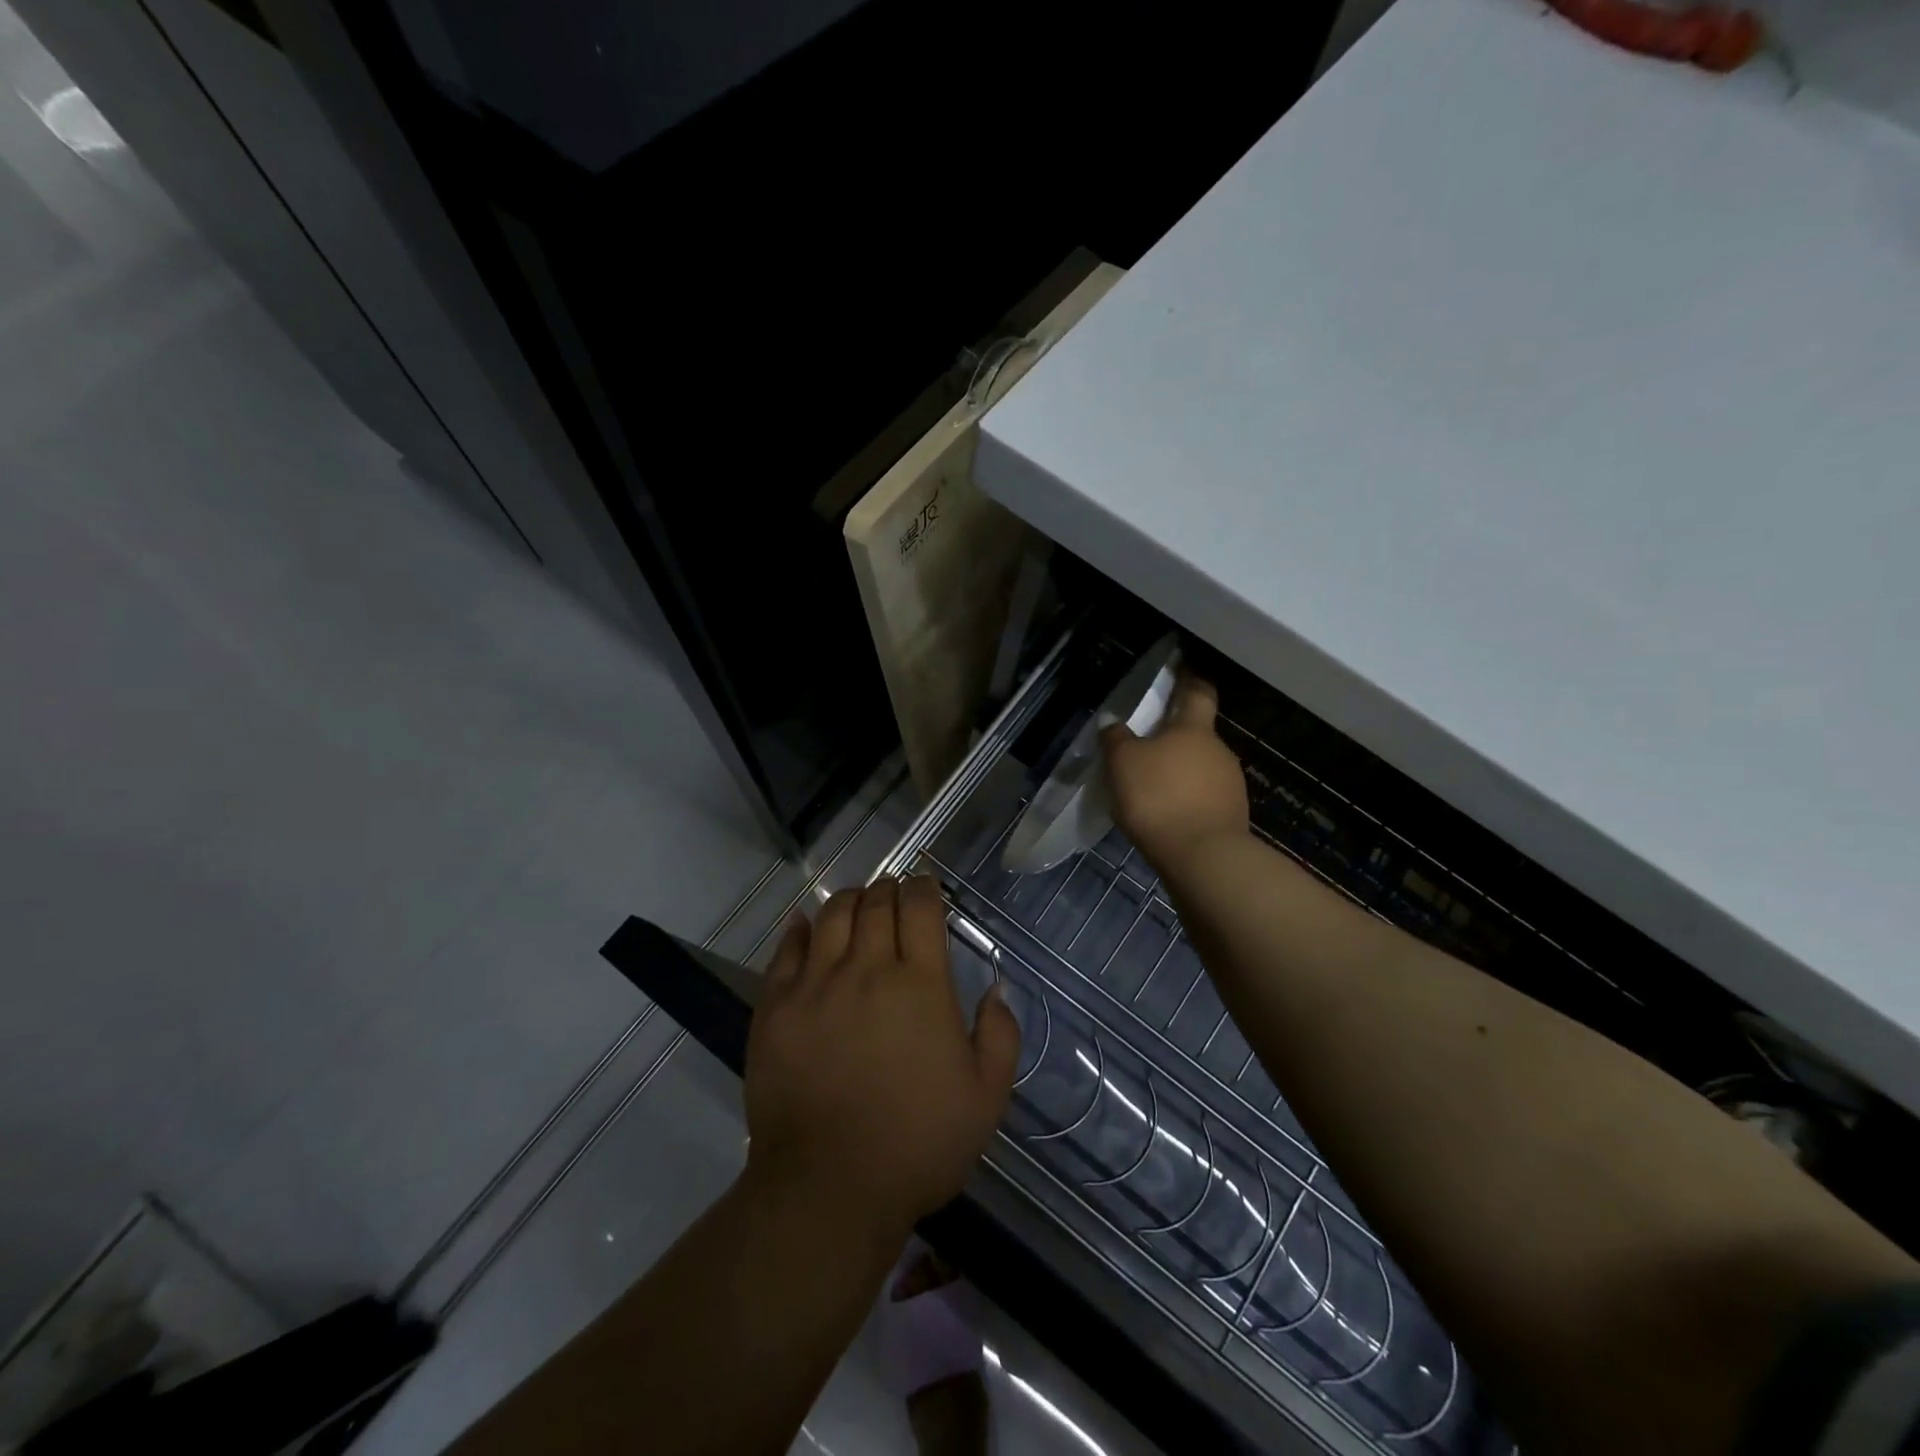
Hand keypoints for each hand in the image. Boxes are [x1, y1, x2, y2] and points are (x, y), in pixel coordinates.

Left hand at [742, 875, 1021, 1244]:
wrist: (828, 1187)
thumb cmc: (917, 1144)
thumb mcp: (986, 1099)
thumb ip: (1000, 1036)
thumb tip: (997, 989)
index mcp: (920, 985)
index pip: (920, 909)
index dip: (924, 888)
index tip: (926, 887)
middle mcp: (866, 970)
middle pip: (875, 904)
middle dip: (888, 889)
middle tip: (894, 894)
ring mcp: (815, 985)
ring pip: (831, 917)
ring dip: (849, 900)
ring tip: (857, 903)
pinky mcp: (775, 1007)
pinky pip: (786, 950)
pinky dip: (800, 929)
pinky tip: (807, 925)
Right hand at [1102, 674, 1248, 871]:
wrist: (1203, 857)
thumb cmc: (1160, 797)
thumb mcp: (1123, 763)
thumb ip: (1116, 739)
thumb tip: (1114, 723)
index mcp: (1194, 729)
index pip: (1198, 693)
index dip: (1190, 680)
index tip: (1182, 671)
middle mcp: (1219, 751)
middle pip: (1197, 735)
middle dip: (1176, 738)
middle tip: (1147, 747)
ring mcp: (1230, 785)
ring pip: (1201, 769)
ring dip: (1181, 773)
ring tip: (1153, 788)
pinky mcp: (1231, 817)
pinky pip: (1204, 799)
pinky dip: (1187, 801)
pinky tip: (1167, 816)